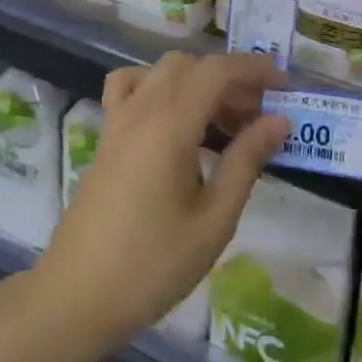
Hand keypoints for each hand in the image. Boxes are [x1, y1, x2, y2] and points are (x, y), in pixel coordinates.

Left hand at [33, 53, 289, 355]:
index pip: (216, 71)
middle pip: (191, 65)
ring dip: (197, 81)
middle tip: (258, 117)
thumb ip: (246, 162)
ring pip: (162, 71)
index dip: (253, 68)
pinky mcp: (106, 135)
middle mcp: (141, 108)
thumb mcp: (213, 221)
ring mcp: (118, 119)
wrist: (77, 296)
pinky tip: (173, 118)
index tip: (284, 84)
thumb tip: (278, 121)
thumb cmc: (152, 265)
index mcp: (170, 124)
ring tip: (223, 122)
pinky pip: (130, 86)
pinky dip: (157, 85)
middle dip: (229, 79)